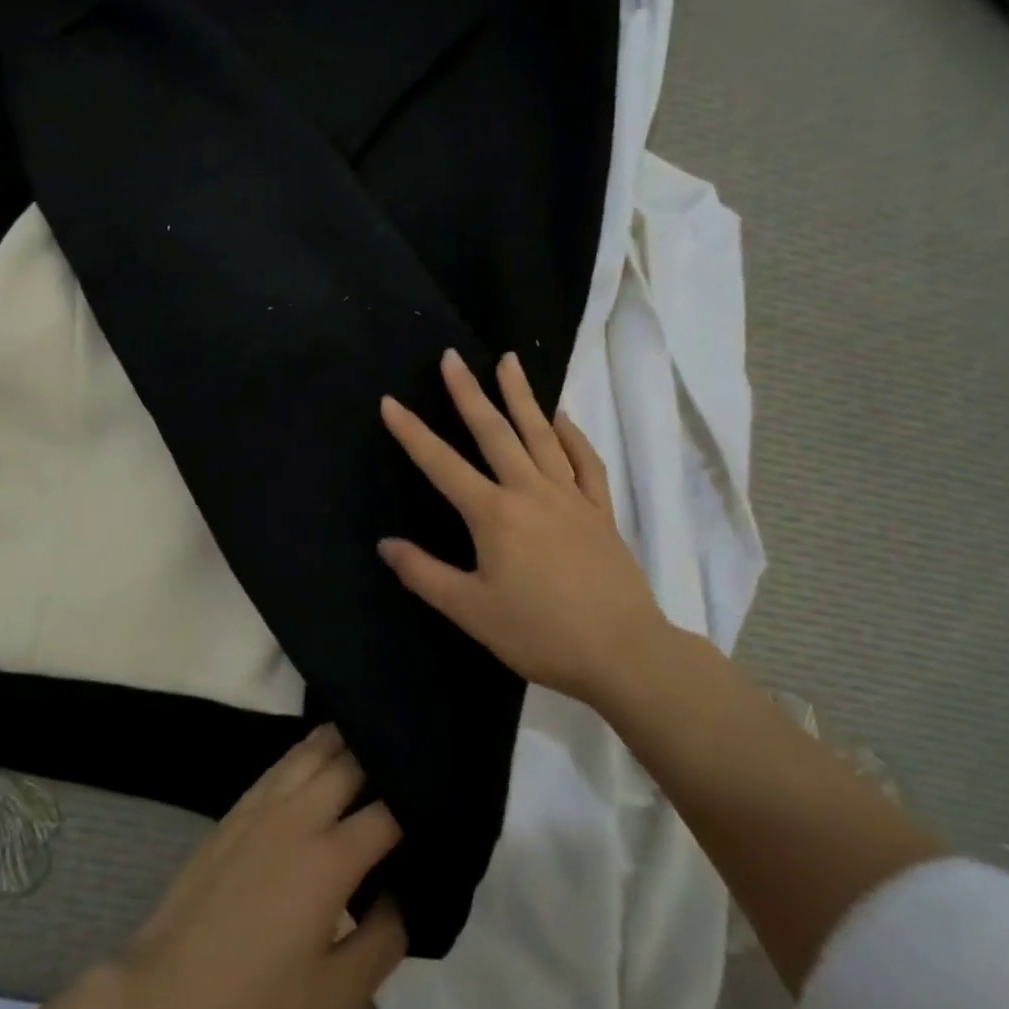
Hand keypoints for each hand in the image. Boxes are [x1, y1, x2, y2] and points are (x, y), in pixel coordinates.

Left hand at [112, 724, 406, 1008]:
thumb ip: (384, 941)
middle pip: (349, 762)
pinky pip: (280, 763)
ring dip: (344, 740)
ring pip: (310, 750)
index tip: (438, 805)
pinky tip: (317, 756)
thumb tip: (403, 896)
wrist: (165, 995)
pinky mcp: (235, 811)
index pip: (387, 812)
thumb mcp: (336, 999)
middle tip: (409, 761)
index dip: (417, 804)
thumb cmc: (255, 1004)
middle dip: (382, 756)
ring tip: (371, 738)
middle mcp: (297, 816)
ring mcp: (261, 807)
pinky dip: (307, 751)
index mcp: (329, 859)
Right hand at [377, 349, 670, 703]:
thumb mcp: (470, 610)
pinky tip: (562, 417)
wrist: (623, 652)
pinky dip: (573, 435)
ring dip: (522, 396)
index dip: (412, 433)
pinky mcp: (599, 511)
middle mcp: (530, 492)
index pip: (442, 464)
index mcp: (494, 515)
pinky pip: (585, 462)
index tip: (390, 402)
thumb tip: (385, 544)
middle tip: (451, 357)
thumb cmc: (539, 633)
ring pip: (542, 435)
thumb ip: (424, 574)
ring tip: (509, 361)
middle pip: (495, 432)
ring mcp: (570, 497)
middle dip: (469, 392)